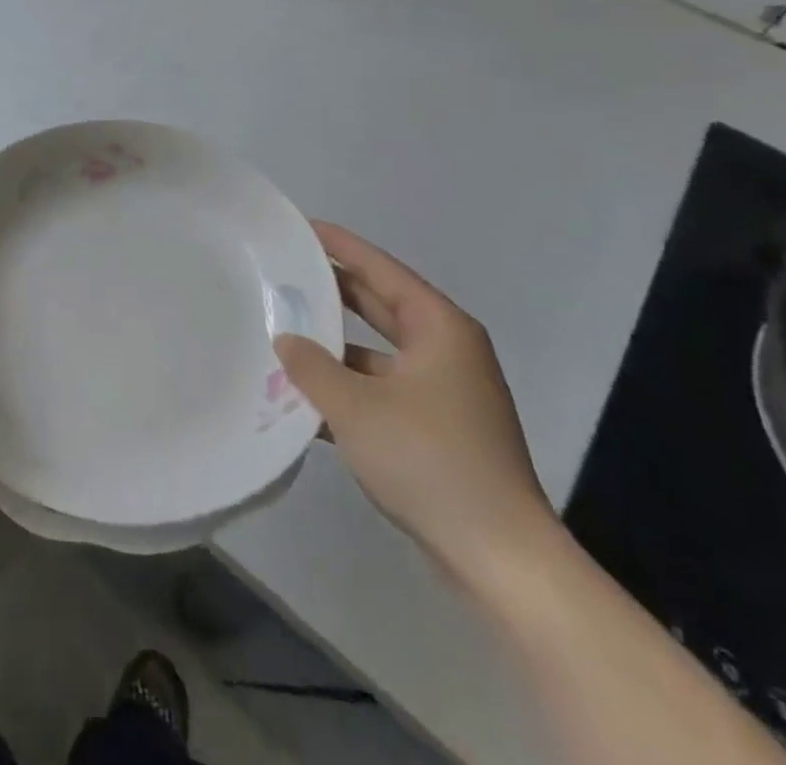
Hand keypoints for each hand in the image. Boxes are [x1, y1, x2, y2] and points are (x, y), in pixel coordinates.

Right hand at [274, 222, 558, 587]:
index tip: (302, 226)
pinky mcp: (438, 429)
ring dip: (336, 346)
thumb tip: (285, 340)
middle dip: (333, 291)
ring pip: (378, 352)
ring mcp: (445, 392)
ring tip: (284, 330)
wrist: (500, 558)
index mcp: (439, 329)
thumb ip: (312, 367)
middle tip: (285, 272)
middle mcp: (447, 351)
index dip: (340, 246)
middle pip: (381, 305)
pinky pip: (383, 390)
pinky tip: (305, 397)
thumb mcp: (355, 407)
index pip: (381, 270)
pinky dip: (349, 387)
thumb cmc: (429, 460)